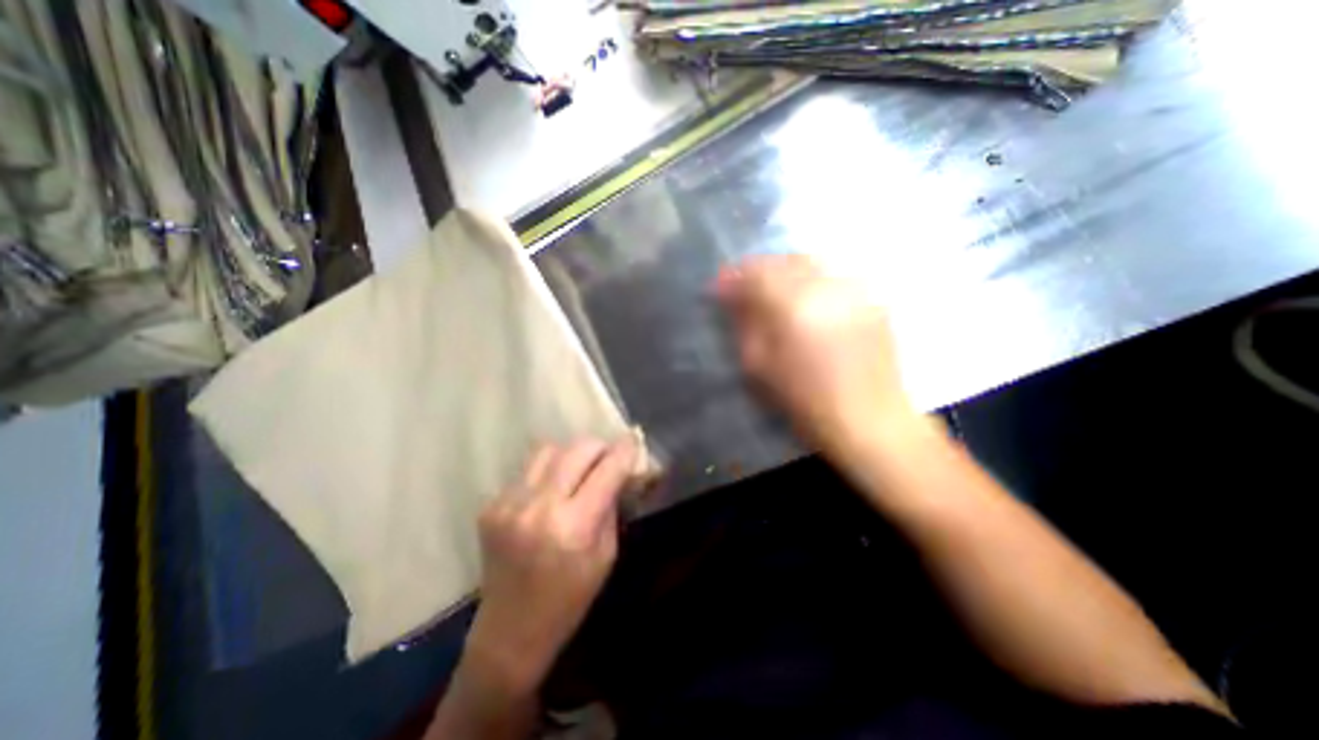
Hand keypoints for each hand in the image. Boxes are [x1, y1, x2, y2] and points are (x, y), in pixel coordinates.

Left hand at [467, 437, 637, 690]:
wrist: (509, 633)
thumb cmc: (570, 600)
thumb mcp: (606, 555)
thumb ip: (612, 505)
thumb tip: (621, 470)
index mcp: (573, 526)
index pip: (607, 470)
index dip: (625, 449)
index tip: (634, 438)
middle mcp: (539, 507)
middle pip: (577, 449)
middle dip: (600, 447)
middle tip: (607, 458)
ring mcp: (509, 503)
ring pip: (549, 449)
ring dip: (571, 455)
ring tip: (577, 472)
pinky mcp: (491, 505)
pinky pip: (528, 470)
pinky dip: (547, 473)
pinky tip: (550, 494)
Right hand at [718, 251, 918, 449]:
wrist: (868, 421)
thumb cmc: (804, 401)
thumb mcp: (759, 365)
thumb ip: (744, 323)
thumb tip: (731, 295)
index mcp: (794, 306)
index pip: (756, 273)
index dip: (734, 276)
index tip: (719, 286)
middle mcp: (827, 287)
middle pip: (785, 260)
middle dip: (759, 269)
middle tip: (745, 287)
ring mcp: (856, 290)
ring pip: (812, 262)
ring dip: (786, 271)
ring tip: (774, 291)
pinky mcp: (872, 300)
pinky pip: (834, 276)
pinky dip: (812, 281)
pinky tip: (807, 301)